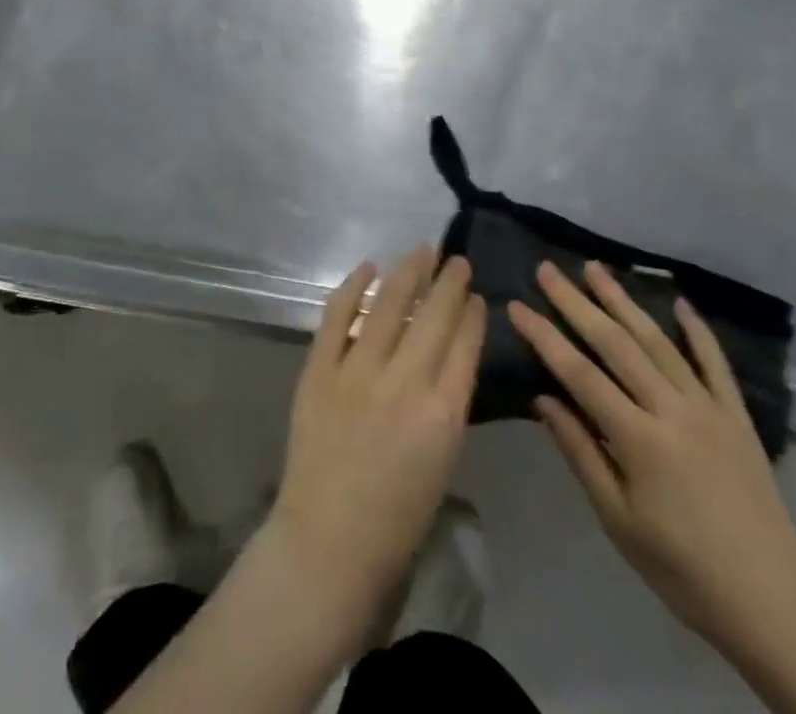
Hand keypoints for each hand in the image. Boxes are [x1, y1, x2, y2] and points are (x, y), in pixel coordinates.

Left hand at [263, 247, 486, 645]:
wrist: (328, 544)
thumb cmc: (397, 519)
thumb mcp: (443, 460)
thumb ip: (446, 403)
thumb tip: (445, 356)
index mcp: (443, 413)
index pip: (465, 343)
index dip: (472, 312)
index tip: (475, 293)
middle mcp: (404, 381)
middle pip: (433, 315)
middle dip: (448, 282)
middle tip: (455, 259)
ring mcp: (357, 371)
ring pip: (388, 303)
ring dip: (407, 272)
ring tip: (421, 250)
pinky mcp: (320, 369)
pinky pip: (338, 315)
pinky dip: (353, 286)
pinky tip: (367, 266)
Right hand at [510, 261, 795, 664]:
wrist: (772, 605)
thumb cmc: (681, 569)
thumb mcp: (618, 521)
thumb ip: (580, 453)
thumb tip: (542, 399)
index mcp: (639, 439)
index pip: (579, 373)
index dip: (545, 336)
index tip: (517, 305)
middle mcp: (672, 410)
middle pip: (616, 344)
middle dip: (577, 303)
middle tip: (548, 270)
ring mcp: (709, 408)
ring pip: (659, 342)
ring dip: (623, 301)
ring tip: (595, 268)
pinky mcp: (738, 417)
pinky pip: (715, 363)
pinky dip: (697, 331)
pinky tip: (679, 303)